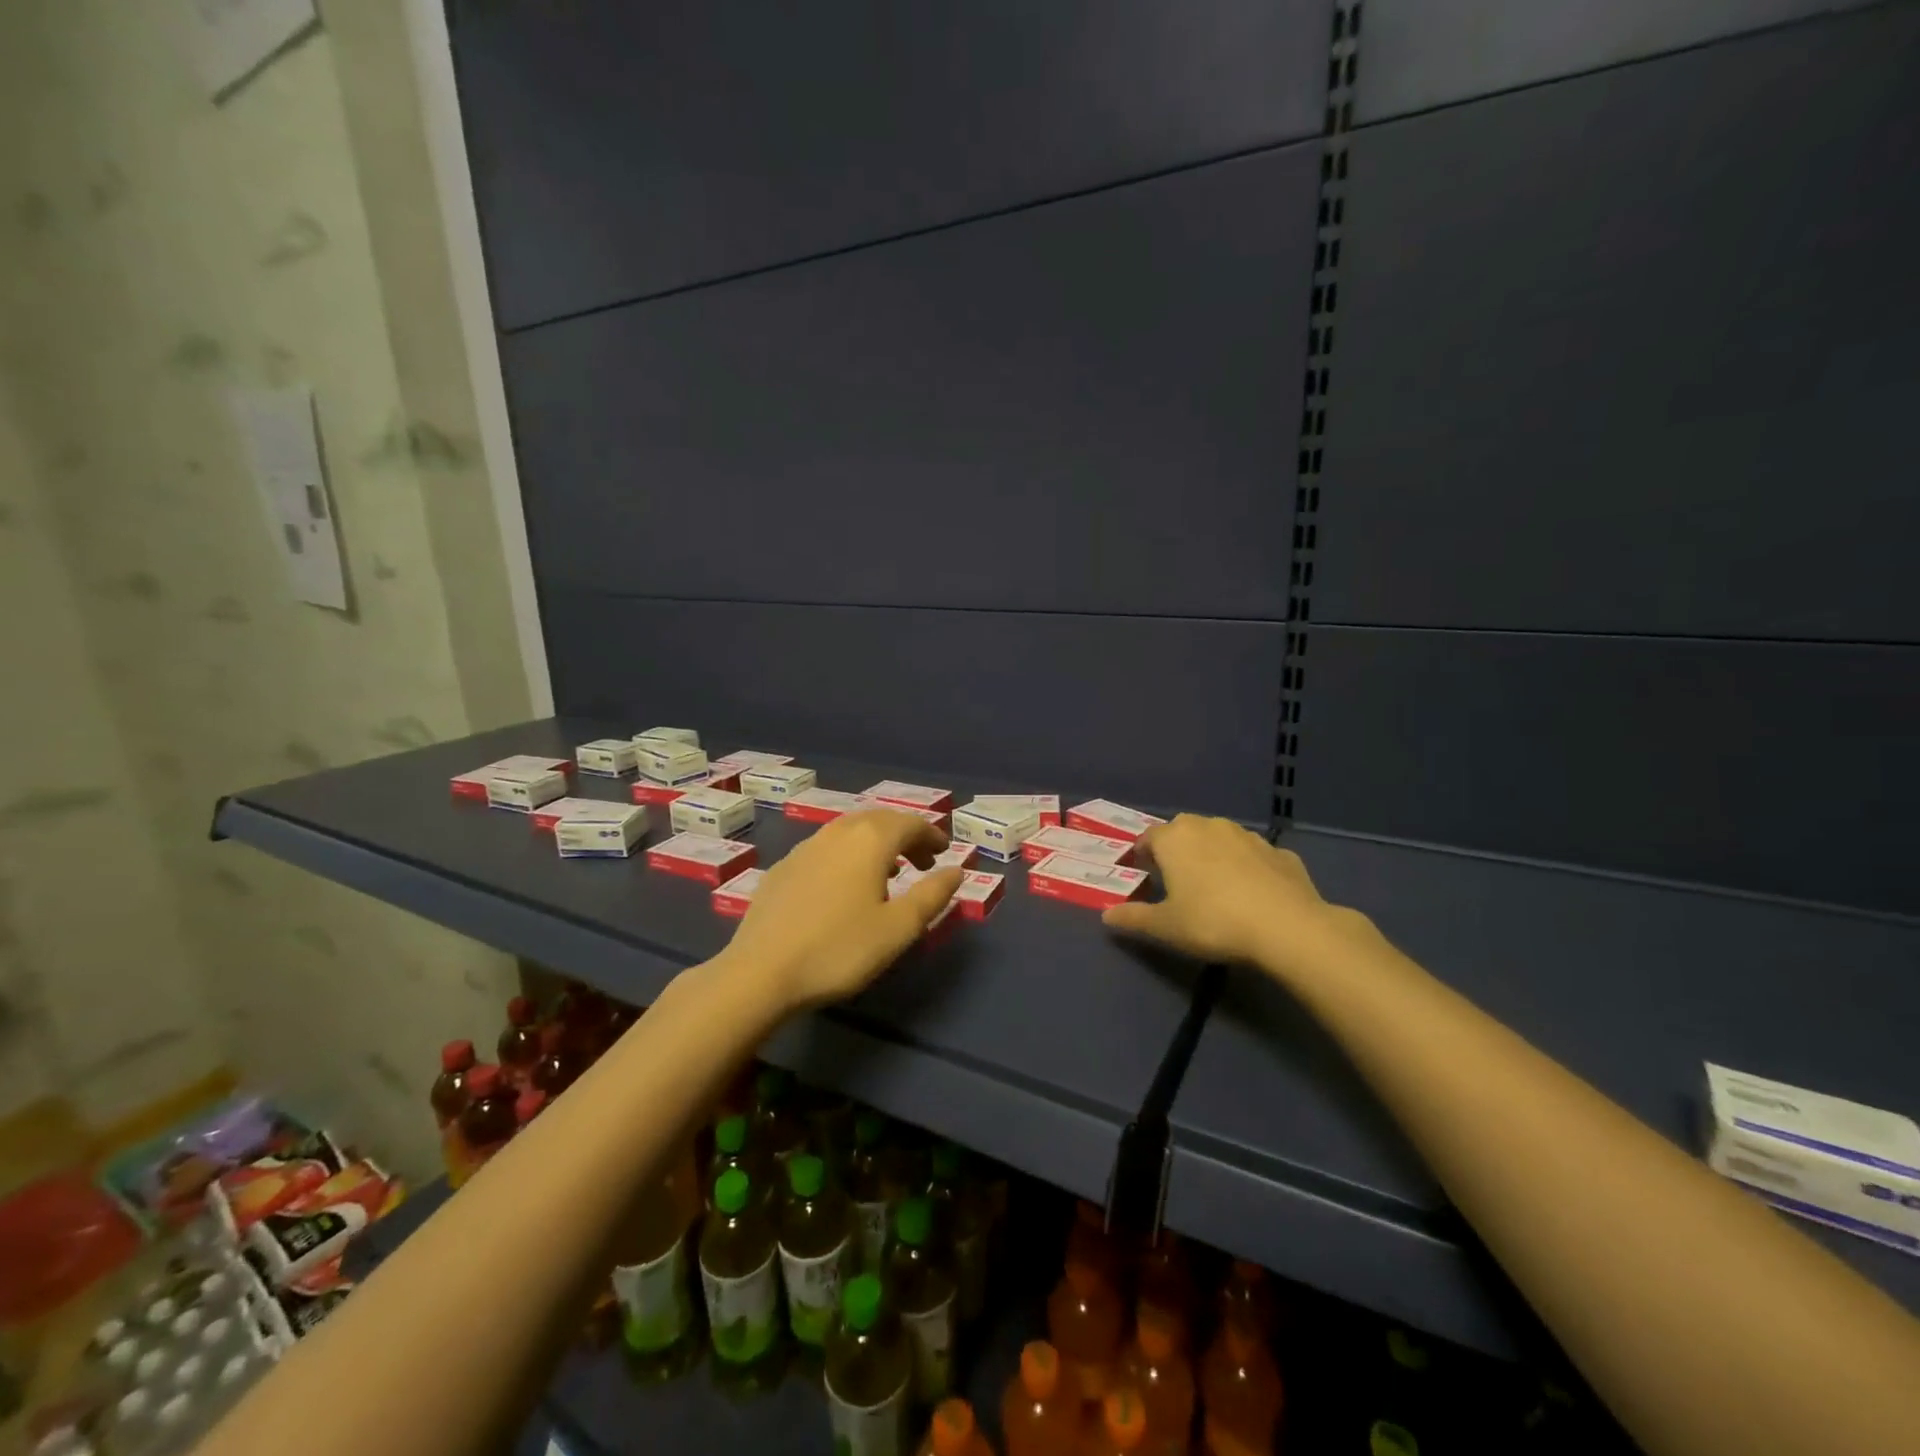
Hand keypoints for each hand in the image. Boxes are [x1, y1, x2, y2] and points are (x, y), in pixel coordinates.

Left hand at [720, 810, 962, 1014]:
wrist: (761, 972)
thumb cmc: (839, 949)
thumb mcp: (898, 928)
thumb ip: (932, 895)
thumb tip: (956, 870)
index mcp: (870, 840)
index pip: (910, 823)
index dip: (931, 835)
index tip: (944, 854)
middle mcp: (837, 833)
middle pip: (879, 820)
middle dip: (905, 836)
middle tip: (922, 863)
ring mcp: (805, 847)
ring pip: (850, 831)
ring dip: (876, 844)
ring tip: (888, 872)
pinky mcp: (783, 868)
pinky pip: (826, 848)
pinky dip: (848, 855)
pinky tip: (844, 885)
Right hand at [1102, 814, 1362, 978]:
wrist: (1287, 927)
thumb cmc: (1213, 922)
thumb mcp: (1166, 927)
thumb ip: (1134, 918)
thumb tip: (1106, 915)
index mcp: (1175, 838)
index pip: (1148, 838)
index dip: (1141, 855)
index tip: (1140, 873)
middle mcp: (1209, 826)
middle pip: (1183, 832)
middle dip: (1176, 850)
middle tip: (1174, 879)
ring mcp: (1248, 836)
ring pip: (1220, 840)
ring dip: (1212, 855)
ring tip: (1213, 885)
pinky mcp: (1280, 852)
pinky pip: (1254, 856)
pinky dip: (1248, 868)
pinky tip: (1252, 893)